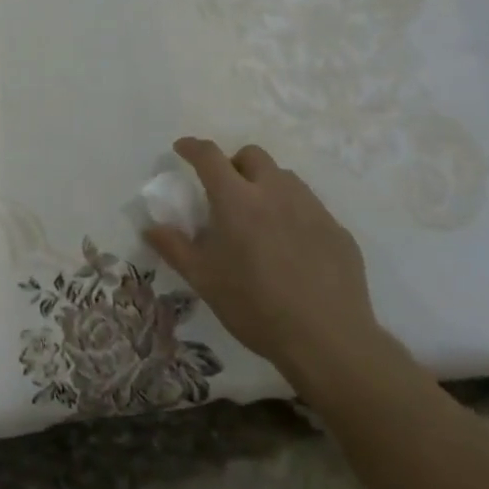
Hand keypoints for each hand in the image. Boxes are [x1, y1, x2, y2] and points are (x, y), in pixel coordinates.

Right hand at [143, 137, 395, 383]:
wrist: (328, 340)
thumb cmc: (255, 307)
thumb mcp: (204, 280)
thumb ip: (174, 248)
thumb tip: (150, 227)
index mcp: (237, 199)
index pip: (209, 156)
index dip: (192, 147)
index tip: (182, 149)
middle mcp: (275, 192)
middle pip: (252, 155)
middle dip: (235, 163)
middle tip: (226, 191)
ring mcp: (311, 208)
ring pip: (284, 177)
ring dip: (266, 185)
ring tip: (260, 218)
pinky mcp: (337, 229)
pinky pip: (310, 206)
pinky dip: (293, 212)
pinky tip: (292, 247)